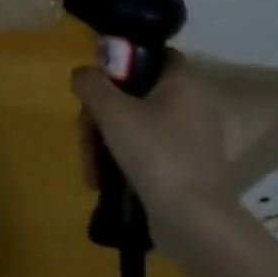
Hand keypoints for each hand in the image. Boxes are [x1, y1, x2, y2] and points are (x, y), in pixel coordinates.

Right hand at [73, 57, 232, 251]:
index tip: (98, 79)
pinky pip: (145, 150)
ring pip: (134, 123)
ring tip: (91, 167)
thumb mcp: (111, 109)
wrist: (194, 222)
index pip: (155, 54)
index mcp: (184, 83)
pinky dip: (121, 160)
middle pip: (133, 93)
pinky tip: (102, 179)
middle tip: (85, 132)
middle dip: (100, 113)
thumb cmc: (155, 152)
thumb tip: (83, 75)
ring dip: (104, 140)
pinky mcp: (184, 169)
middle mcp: (192, 106)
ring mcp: (190, 140)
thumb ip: (90, 82)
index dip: (124, 60)